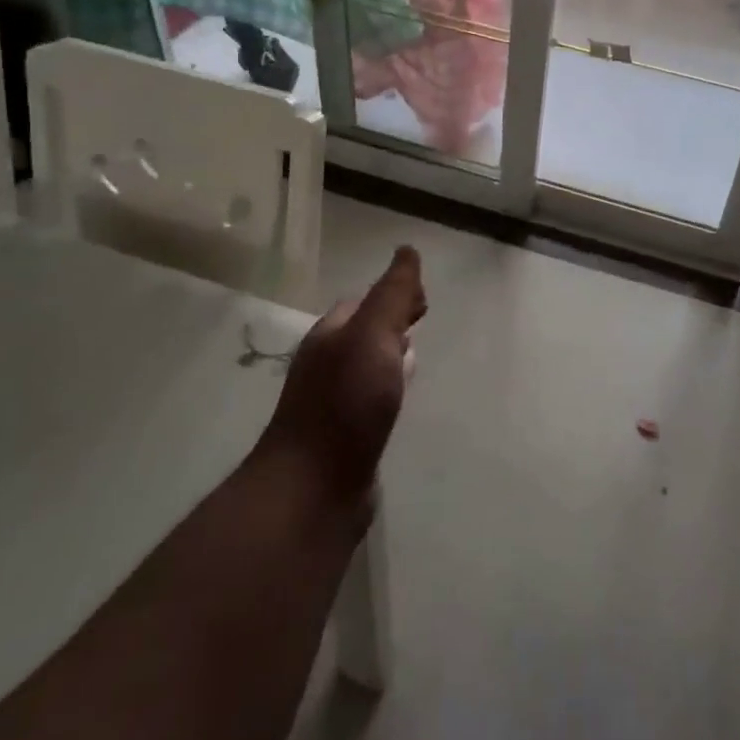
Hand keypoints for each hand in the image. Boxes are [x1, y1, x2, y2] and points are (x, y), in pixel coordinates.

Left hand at [256, 246, 424, 505]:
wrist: (314, 490)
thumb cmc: (345, 403)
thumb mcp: (374, 336)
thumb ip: (393, 295)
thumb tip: (407, 249)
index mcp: (330, 335)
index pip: (364, 301)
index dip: (394, 294)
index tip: (425, 300)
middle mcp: (327, 364)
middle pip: (364, 332)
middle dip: (393, 322)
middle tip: (424, 320)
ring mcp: (332, 404)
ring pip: (367, 367)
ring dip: (390, 356)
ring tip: (416, 358)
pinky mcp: (343, 438)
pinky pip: (370, 400)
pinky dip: (387, 390)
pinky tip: (399, 402)